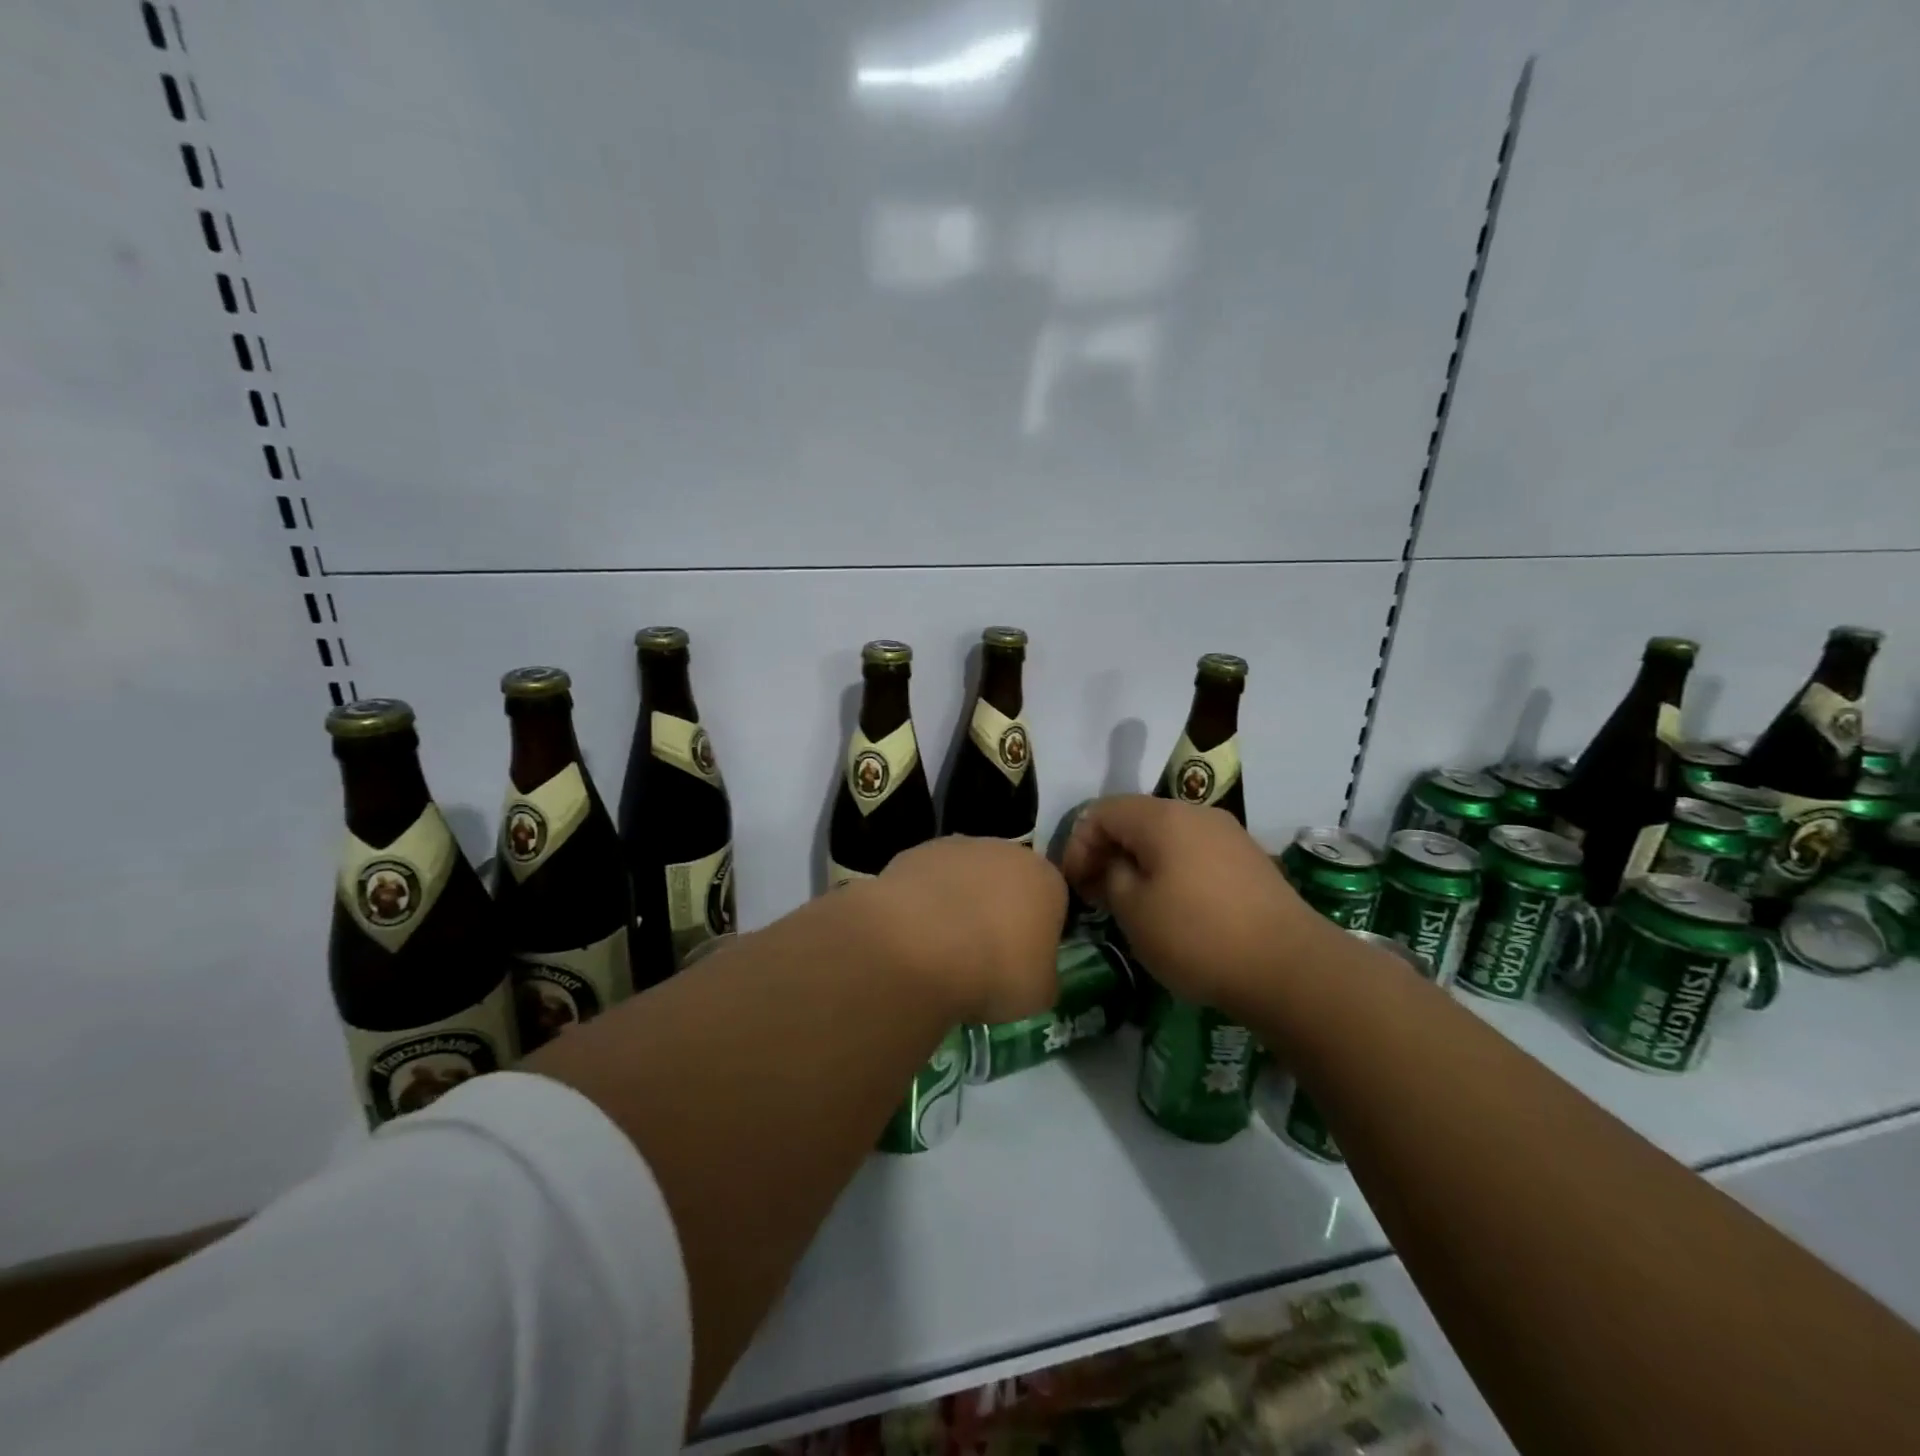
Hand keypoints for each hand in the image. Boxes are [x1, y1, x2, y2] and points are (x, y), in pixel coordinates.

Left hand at [868, 837, 1066, 1024]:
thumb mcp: (1040, 993)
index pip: (1052, 901)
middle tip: (983, 955)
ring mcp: (955, 848)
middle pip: (1007, 881)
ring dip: (958, 903)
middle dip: (998, 911)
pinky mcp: (913, 853)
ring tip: (942, 949)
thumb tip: (1034, 973)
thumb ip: (1043, 975)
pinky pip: (926, 882)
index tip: (1023, 962)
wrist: (921, 948)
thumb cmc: (996, 971)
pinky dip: (922, 904)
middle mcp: (1004, 850)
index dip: (1038, 933)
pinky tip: (912, 936)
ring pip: (964, 877)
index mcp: (1045, 878)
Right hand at [1061, 795, 1330, 1018]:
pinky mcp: (1250, 860)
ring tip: (1132, 903)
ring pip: (1166, 836)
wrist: (1290, 968)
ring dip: (1140, 862)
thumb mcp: (1134, 911)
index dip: (1078, 844)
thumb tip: (1114, 865)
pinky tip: (1174, 907)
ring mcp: (1228, 834)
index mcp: (1162, 817)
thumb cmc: (1198, 937)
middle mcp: (1196, 813)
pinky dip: (1172, 871)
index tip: (1074, 885)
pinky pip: (1195, 852)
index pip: (1101, 811)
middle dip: (1108, 852)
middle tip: (1096, 895)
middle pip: (1135, 819)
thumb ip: (1110, 876)